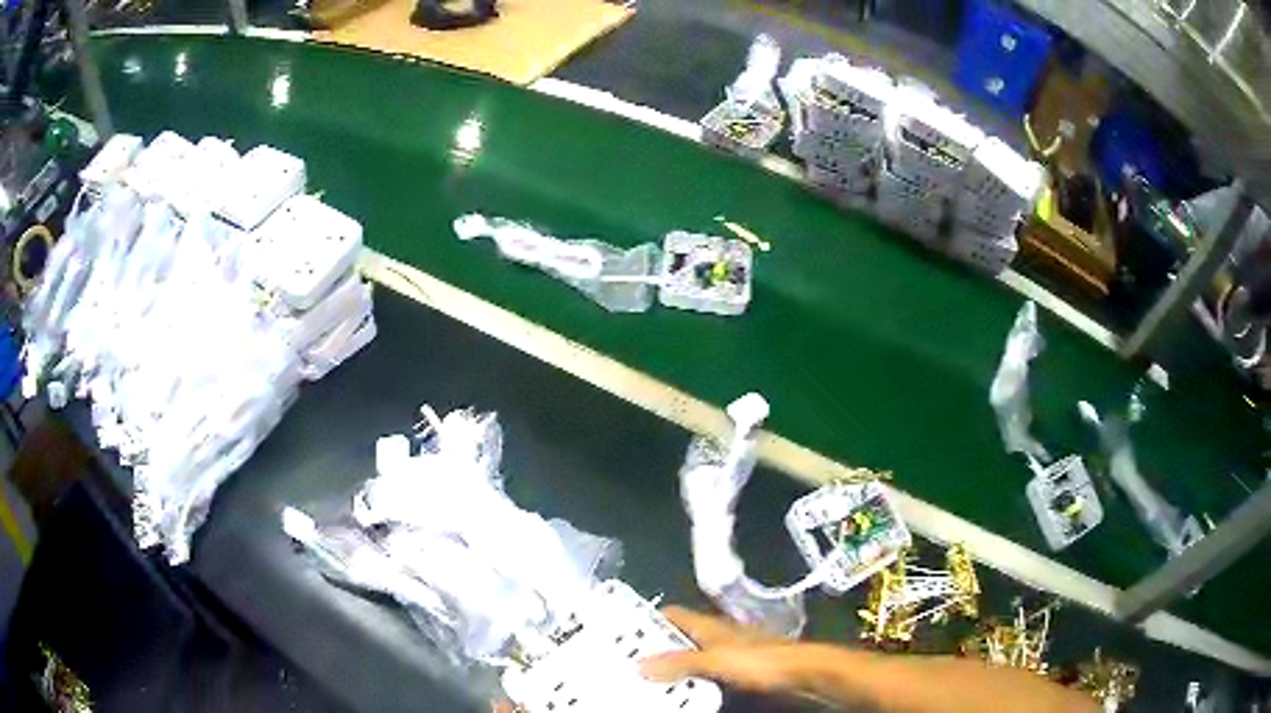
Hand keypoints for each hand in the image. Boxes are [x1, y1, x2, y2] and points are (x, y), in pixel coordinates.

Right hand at [639, 606, 806, 693]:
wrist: (798, 670)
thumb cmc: (757, 659)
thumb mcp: (714, 660)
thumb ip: (679, 663)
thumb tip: (639, 665)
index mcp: (707, 624)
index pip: (671, 614)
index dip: (647, 620)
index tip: (622, 634)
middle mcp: (714, 633)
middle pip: (678, 636)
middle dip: (655, 647)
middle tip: (629, 662)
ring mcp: (726, 650)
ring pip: (690, 654)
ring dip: (672, 666)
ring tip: (648, 680)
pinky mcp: (736, 666)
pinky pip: (703, 669)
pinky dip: (690, 678)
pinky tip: (682, 690)